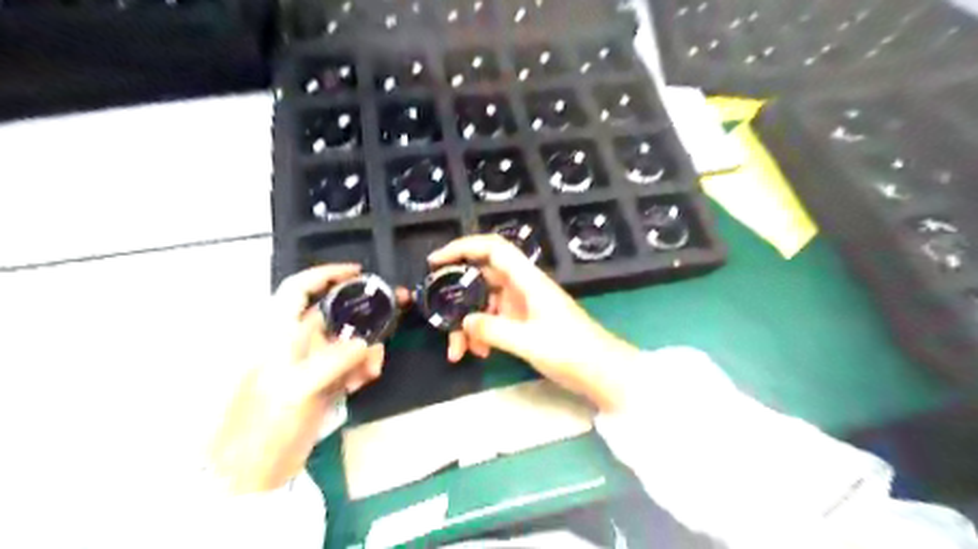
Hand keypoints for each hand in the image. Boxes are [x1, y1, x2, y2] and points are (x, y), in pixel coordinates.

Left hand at [205, 262, 386, 492]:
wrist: (256, 472)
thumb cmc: (264, 426)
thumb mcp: (296, 390)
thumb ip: (332, 361)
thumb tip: (366, 343)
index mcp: (279, 333)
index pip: (299, 289)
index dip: (326, 274)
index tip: (359, 273)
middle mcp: (296, 341)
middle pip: (336, 312)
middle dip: (365, 312)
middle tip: (397, 309)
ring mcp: (312, 362)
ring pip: (349, 339)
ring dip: (367, 349)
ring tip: (372, 371)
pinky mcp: (324, 381)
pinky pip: (352, 363)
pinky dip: (362, 368)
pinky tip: (363, 383)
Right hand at [429, 237, 643, 410]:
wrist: (603, 372)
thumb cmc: (571, 351)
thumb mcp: (529, 342)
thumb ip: (493, 330)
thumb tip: (463, 322)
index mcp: (528, 280)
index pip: (493, 249)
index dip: (463, 247)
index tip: (436, 261)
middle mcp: (524, 287)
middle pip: (482, 278)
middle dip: (457, 296)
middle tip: (435, 312)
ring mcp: (524, 305)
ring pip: (485, 303)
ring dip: (468, 323)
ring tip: (457, 351)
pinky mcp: (526, 322)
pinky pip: (496, 320)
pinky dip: (483, 333)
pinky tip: (478, 353)